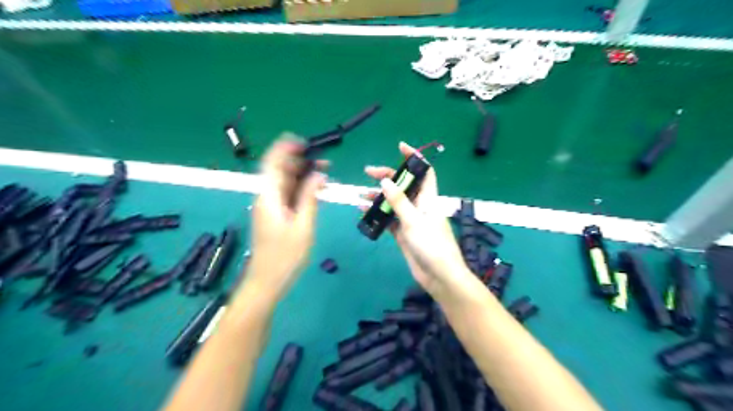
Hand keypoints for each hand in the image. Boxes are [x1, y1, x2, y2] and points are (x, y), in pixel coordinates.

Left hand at [248, 135, 324, 298]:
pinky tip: (317, 191)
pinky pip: (287, 194)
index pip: (272, 163)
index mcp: (268, 197)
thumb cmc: (285, 256)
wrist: (267, 281)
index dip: (284, 149)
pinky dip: (301, 189)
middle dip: (300, 162)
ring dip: (303, 176)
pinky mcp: (274, 215)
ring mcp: (269, 206)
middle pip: (280, 171)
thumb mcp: (303, 226)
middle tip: (324, 162)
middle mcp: (266, 197)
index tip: (303, 142)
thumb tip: (318, 175)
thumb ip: (310, 198)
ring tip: (325, 174)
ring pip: (285, 183)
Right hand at [362, 144, 468, 296]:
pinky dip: (378, 214)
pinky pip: (389, 219)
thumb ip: (398, 201)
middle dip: (387, 177)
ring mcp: (411, 219)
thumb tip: (385, 180)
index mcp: (428, 198)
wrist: (439, 276)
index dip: (414, 158)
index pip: (424, 171)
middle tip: (368, 173)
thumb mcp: (413, 221)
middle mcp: (419, 205)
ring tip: (361, 195)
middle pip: (403, 185)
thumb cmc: (431, 245)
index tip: (399, 147)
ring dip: (379, 197)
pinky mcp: (403, 233)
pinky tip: (364, 212)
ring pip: (393, 202)